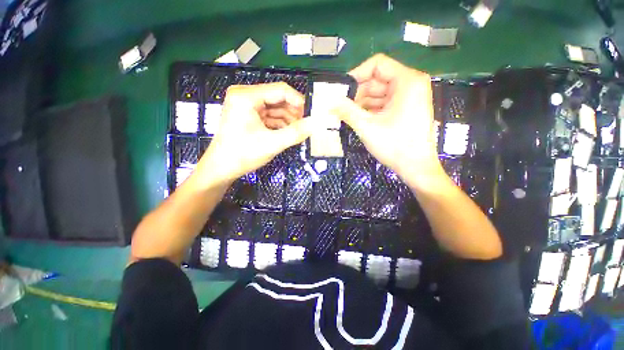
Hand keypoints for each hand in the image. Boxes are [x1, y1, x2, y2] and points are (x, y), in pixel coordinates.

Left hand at [198, 82, 316, 185]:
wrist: (221, 168)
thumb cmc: (242, 155)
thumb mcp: (272, 144)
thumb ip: (295, 133)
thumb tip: (316, 123)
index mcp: (246, 96)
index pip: (280, 90)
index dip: (299, 102)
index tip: (311, 116)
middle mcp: (245, 95)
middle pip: (278, 98)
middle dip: (293, 113)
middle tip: (305, 126)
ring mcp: (246, 105)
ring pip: (275, 108)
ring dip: (288, 120)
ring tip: (297, 133)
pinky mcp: (248, 115)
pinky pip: (269, 116)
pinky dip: (280, 124)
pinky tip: (287, 134)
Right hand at [332, 54, 442, 188]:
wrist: (416, 167)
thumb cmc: (395, 146)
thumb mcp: (366, 127)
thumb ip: (346, 110)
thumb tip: (328, 100)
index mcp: (407, 80)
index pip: (377, 64)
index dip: (356, 74)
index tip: (341, 90)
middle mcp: (410, 84)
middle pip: (377, 80)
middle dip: (357, 94)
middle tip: (340, 107)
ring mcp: (409, 97)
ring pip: (379, 93)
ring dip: (361, 104)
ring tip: (346, 116)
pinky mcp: (406, 109)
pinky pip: (384, 103)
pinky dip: (370, 110)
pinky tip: (358, 120)